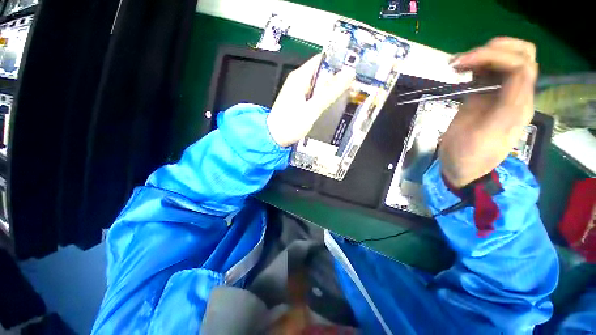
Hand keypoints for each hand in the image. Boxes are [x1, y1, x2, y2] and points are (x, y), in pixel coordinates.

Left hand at [267, 54, 355, 146]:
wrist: (274, 138)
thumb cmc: (289, 125)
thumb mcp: (312, 109)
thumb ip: (329, 92)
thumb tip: (348, 74)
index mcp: (300, 77)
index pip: (322, 59)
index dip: (339, 61)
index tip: (355, 67)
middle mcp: (299, 81)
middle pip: (322, 73)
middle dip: (338, 77)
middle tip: (355, 84)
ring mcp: (299, 92)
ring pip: (320, 85)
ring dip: (333, 89)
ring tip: (349, 94)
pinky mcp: (300, 102)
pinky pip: (316, 95)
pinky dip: (325, 97)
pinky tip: (335, 103)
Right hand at [440, 37, 537, 187]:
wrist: (460, 167)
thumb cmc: (471, 155)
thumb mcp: (488, 133)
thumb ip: (505, 103)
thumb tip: (511, 73)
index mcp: (518, 105)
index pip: (521, 65)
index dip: (495, 56)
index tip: (464, 63)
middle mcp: (514, 94)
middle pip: (521, 56)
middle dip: (495, 49)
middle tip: (465, 59)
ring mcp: (498, 94)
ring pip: (503, 60)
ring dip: (482, 55)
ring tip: (457, 64)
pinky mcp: (482, 97)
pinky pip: (485, 73)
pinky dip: (474, 65)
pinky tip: (459, 70)